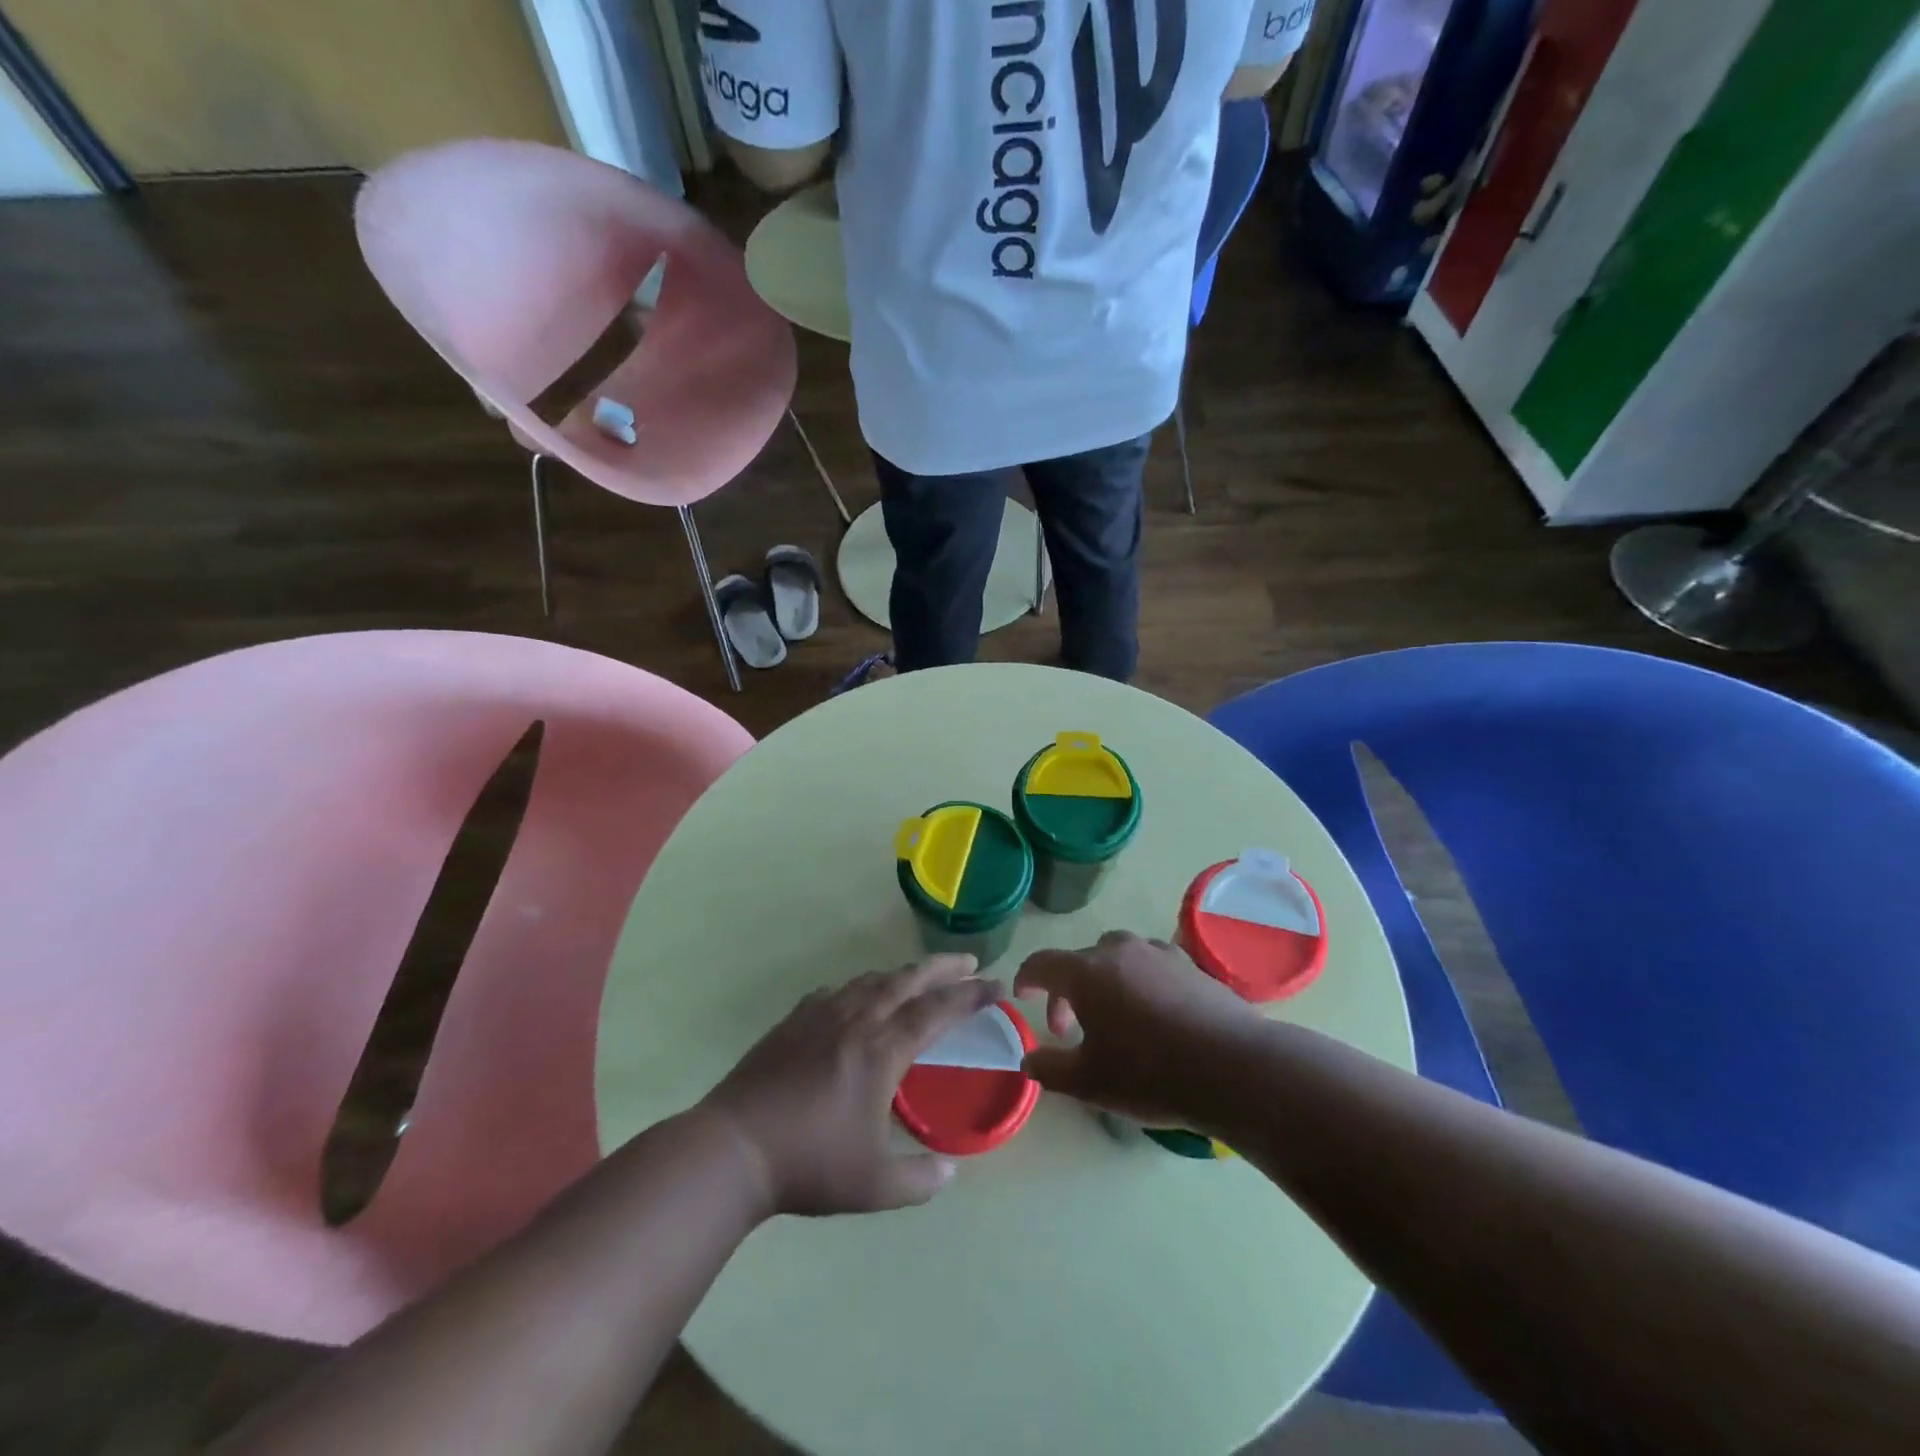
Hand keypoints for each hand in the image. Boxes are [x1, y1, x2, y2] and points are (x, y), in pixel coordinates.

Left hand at [701, 955, 1000, 1217]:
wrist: (734, 1147)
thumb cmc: (808, 1164)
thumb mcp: (873, 1185)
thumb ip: (918, 1180)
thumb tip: (950, 1174)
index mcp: (882, 1051)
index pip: (937, 1011)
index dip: (971, 996)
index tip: (998, 986)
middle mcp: (857, 1021)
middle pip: (908, 980)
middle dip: (944, 968)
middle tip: (970, 962)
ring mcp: (822, 1015)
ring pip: (872, 980)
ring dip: (904, 974)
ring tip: (921, 977)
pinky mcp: (794, 1020)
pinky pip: (838, 991)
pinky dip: (862, 987)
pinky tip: (860, 997)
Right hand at [1014, 932, 1262, 1129]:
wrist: (1233, 1068)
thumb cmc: (1149, 1074)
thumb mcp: (1089, 1082)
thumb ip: (1049, 1068)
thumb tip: (1028, 1059)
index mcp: (1086, 972)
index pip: (1042, 963)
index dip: (1027, 979)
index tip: (1024, 997)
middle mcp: (1119, 951)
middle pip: (1080, 960)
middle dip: (1068, 990)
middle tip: (1070, 1029)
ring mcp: (1158, 953)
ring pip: (1118, 958)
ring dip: (1106, 982)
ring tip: (1115, 1018)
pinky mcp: (1191, 965)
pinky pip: (1151, 965)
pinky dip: (1140, 982)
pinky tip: (1154, 1015)